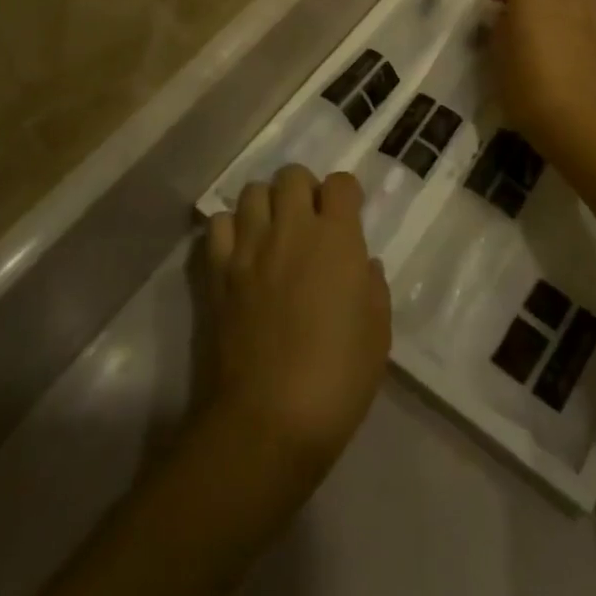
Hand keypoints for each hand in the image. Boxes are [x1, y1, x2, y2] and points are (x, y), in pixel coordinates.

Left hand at [205, 166, 389, 480]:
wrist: (268, 420)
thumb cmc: (337, 379)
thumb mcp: (377, 334)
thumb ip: (372, 287)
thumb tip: (361, 265)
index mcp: (337, 239)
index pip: (341, 183)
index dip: (346, 195)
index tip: (348, 217)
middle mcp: (291, 229)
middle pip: (292, 175)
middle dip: (305, 190)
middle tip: (310, 223)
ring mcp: (250, 248)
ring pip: (252, 191)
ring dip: (267, 204)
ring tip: (273, 233)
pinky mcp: (218, 272)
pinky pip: (217, 225)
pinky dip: (230, 229)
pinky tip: (241, 253)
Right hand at [486, 0, 595, 159]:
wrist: (579, 122)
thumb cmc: (528, 94)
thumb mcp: (498, 61)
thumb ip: (500, 28)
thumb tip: (508, 16)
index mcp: (530, 0)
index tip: (495, 0)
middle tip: (521, 1)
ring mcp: (589, 8)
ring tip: (550, 5)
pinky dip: (578, 0)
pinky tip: (571, 24)